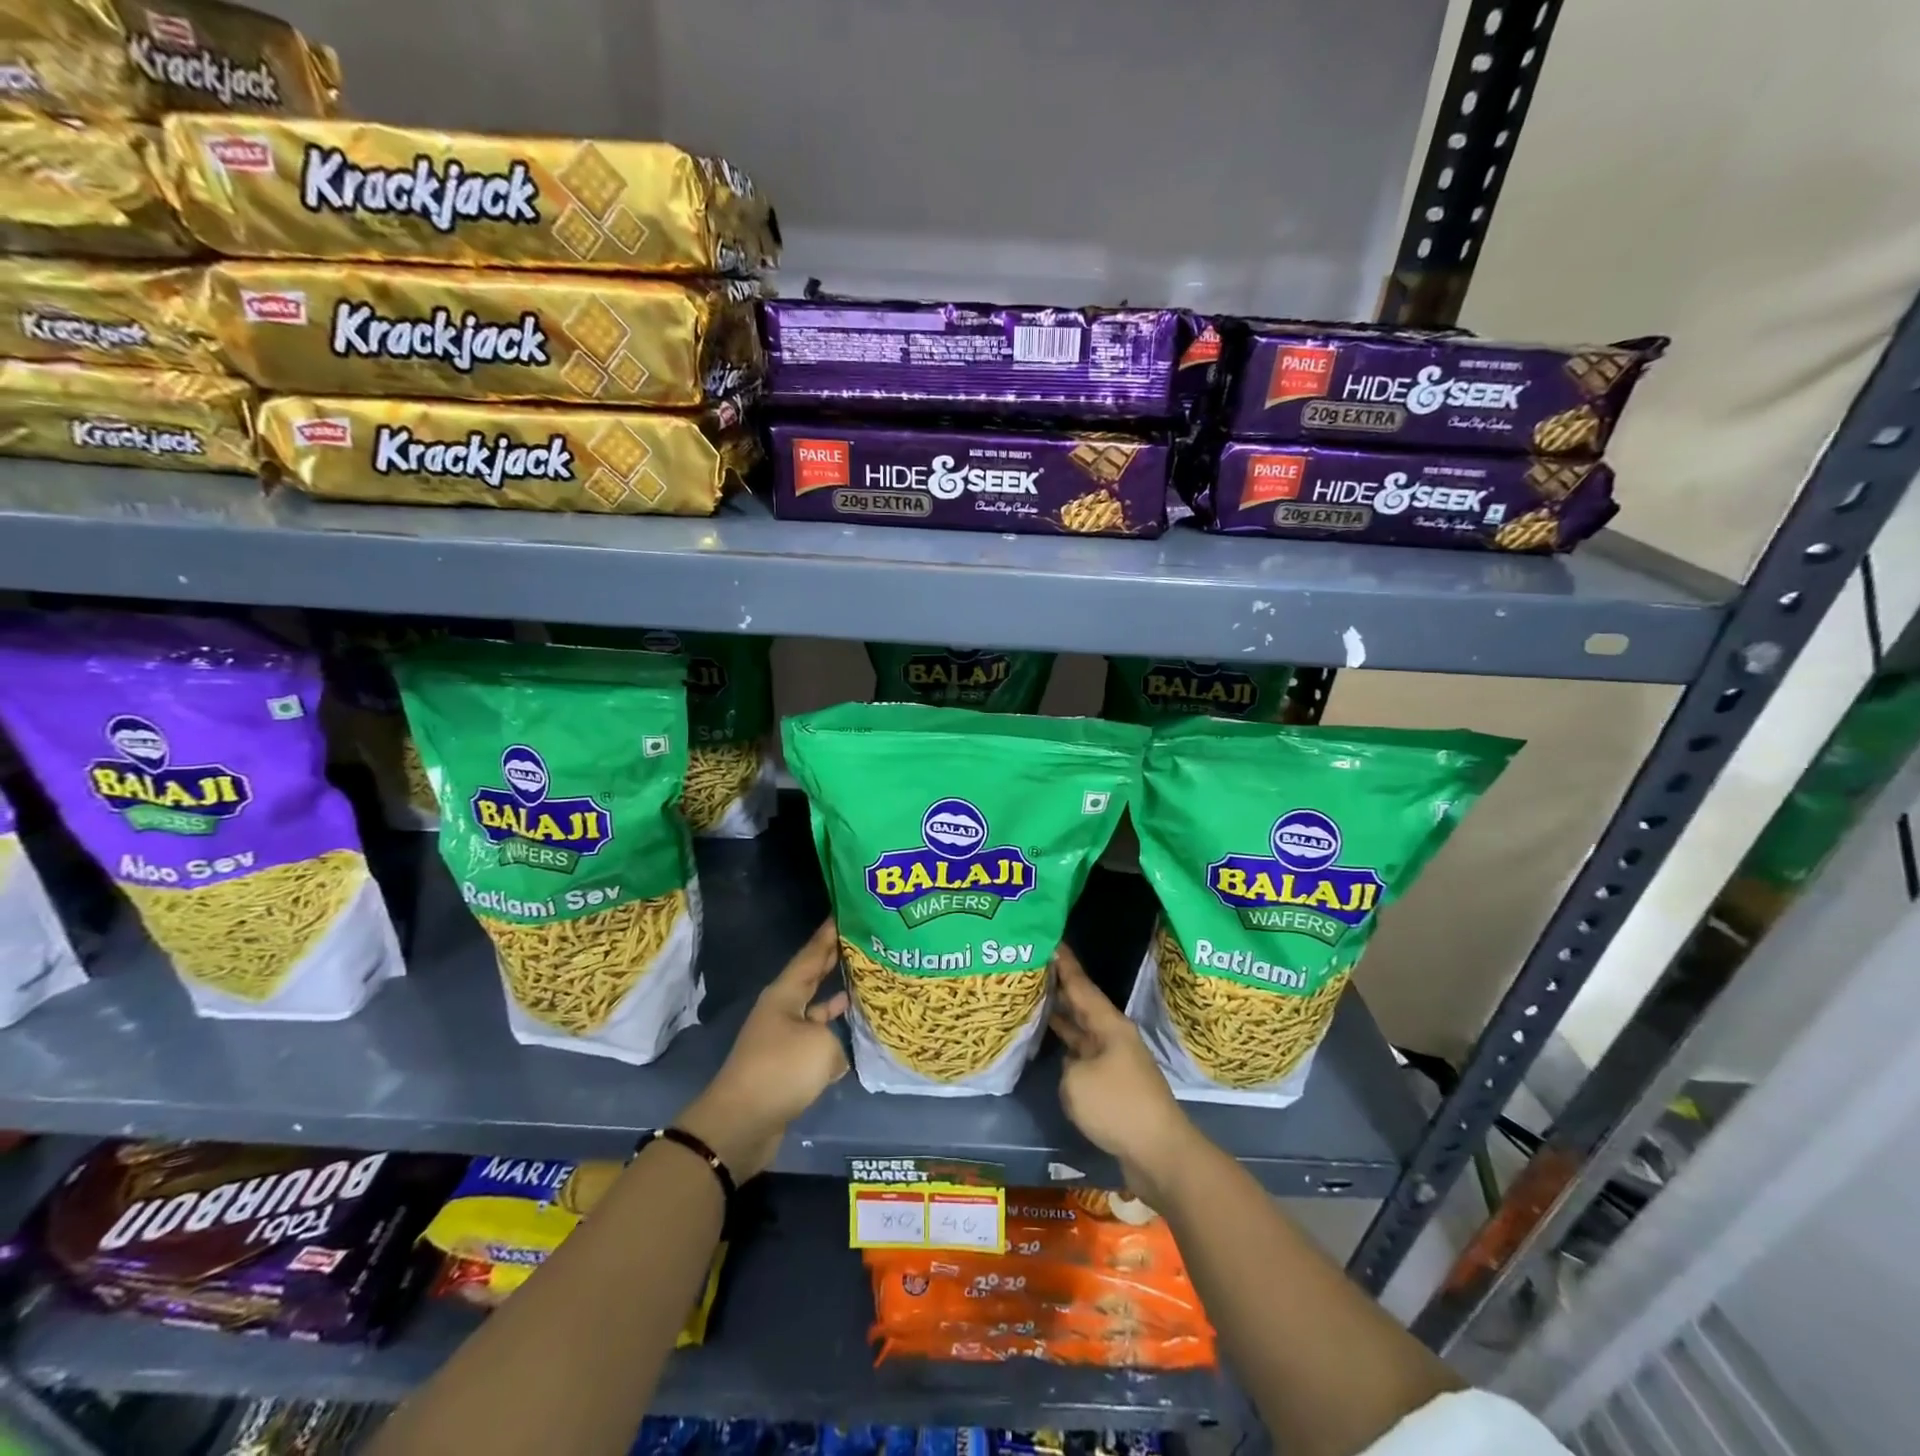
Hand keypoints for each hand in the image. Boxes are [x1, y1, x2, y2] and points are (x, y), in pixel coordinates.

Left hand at [677, 919, 850, 1179]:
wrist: (741, 1124)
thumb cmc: (781, 1071)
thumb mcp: (822, 1046)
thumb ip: (836, 1039)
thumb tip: (833, 1053)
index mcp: (785, 994)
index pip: (811, 955)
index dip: (828, 935)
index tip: (844, 913)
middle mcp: (781, 1010)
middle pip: (811, 978)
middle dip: (832, 961)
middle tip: (860, 941)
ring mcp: (782, 1038)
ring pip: (814, 1010)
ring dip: (835, 999)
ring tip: (862, 984)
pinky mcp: (785, 1066)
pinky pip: (814, 1041)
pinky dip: (832, 1036)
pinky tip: (852, 1036)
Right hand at [1050, 942, 1192, 1201]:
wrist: (1159, 1153)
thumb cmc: (1118, 1107)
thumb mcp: (1077, 1081)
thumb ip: (1066, 1066)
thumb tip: (1072, 1067)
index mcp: (1108, 1025)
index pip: (1081, 985)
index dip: (1064, 964)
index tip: (1051, 940)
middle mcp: (1113, 1037)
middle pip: (1082, 1005)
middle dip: (1060, 987)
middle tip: (1033, 967)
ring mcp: (1115, 1061)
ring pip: (1082, 1031)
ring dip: (1062, 1018)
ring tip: (1035, 999)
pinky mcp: (1114, 1086)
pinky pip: (1084, 1056)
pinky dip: (1067, 1048)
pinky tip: (1051, 1045)